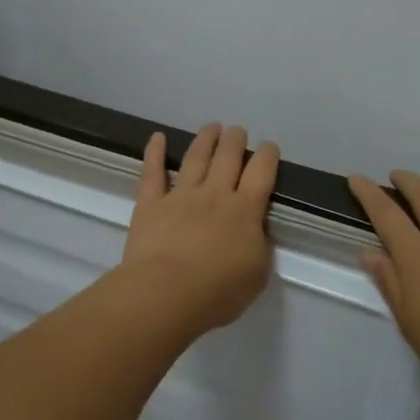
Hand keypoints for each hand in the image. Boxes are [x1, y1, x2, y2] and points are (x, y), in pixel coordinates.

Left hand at [122, 123, 280, 337]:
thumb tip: (255, 230)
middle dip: (235, 140)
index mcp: (245, 210)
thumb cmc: (218, 291)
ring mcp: (181, 196)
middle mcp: (215, 194)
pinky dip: (154, 152)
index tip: (268, 146)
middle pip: (228, 157)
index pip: (261, 172)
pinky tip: (157, 137)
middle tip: (237, 131)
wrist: (166, 293)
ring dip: (205, 139)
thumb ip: (259, 246)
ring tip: (212, 126)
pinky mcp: (150, 204)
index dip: (267, 155)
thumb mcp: (257, 274)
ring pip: (196, 158)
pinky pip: (152, 172)